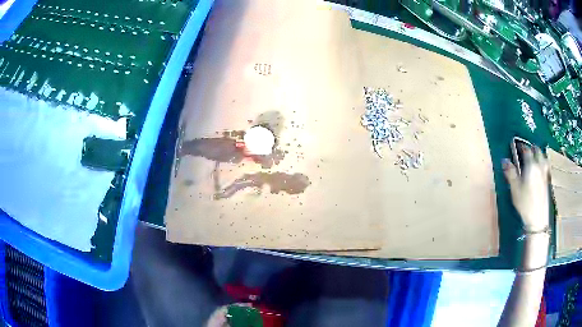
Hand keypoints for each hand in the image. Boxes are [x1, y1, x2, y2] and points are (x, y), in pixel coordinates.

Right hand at [503, 145, 549, 231]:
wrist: (538, 218)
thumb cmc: (525, 204)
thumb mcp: (515, 190)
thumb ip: (511, 174)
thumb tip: (505, 161)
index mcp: (531, 166)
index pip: (527, 151)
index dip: (522, 147)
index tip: (518, 146)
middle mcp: (539, 167)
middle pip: (538, 152)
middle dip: (533, 148)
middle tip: (528, 149)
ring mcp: (545, 175)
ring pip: (544, 159)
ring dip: (540, 155)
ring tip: (537, 156)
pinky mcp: (547, 183)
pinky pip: (546, 168)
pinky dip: (544, 165)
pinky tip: (541, 170)